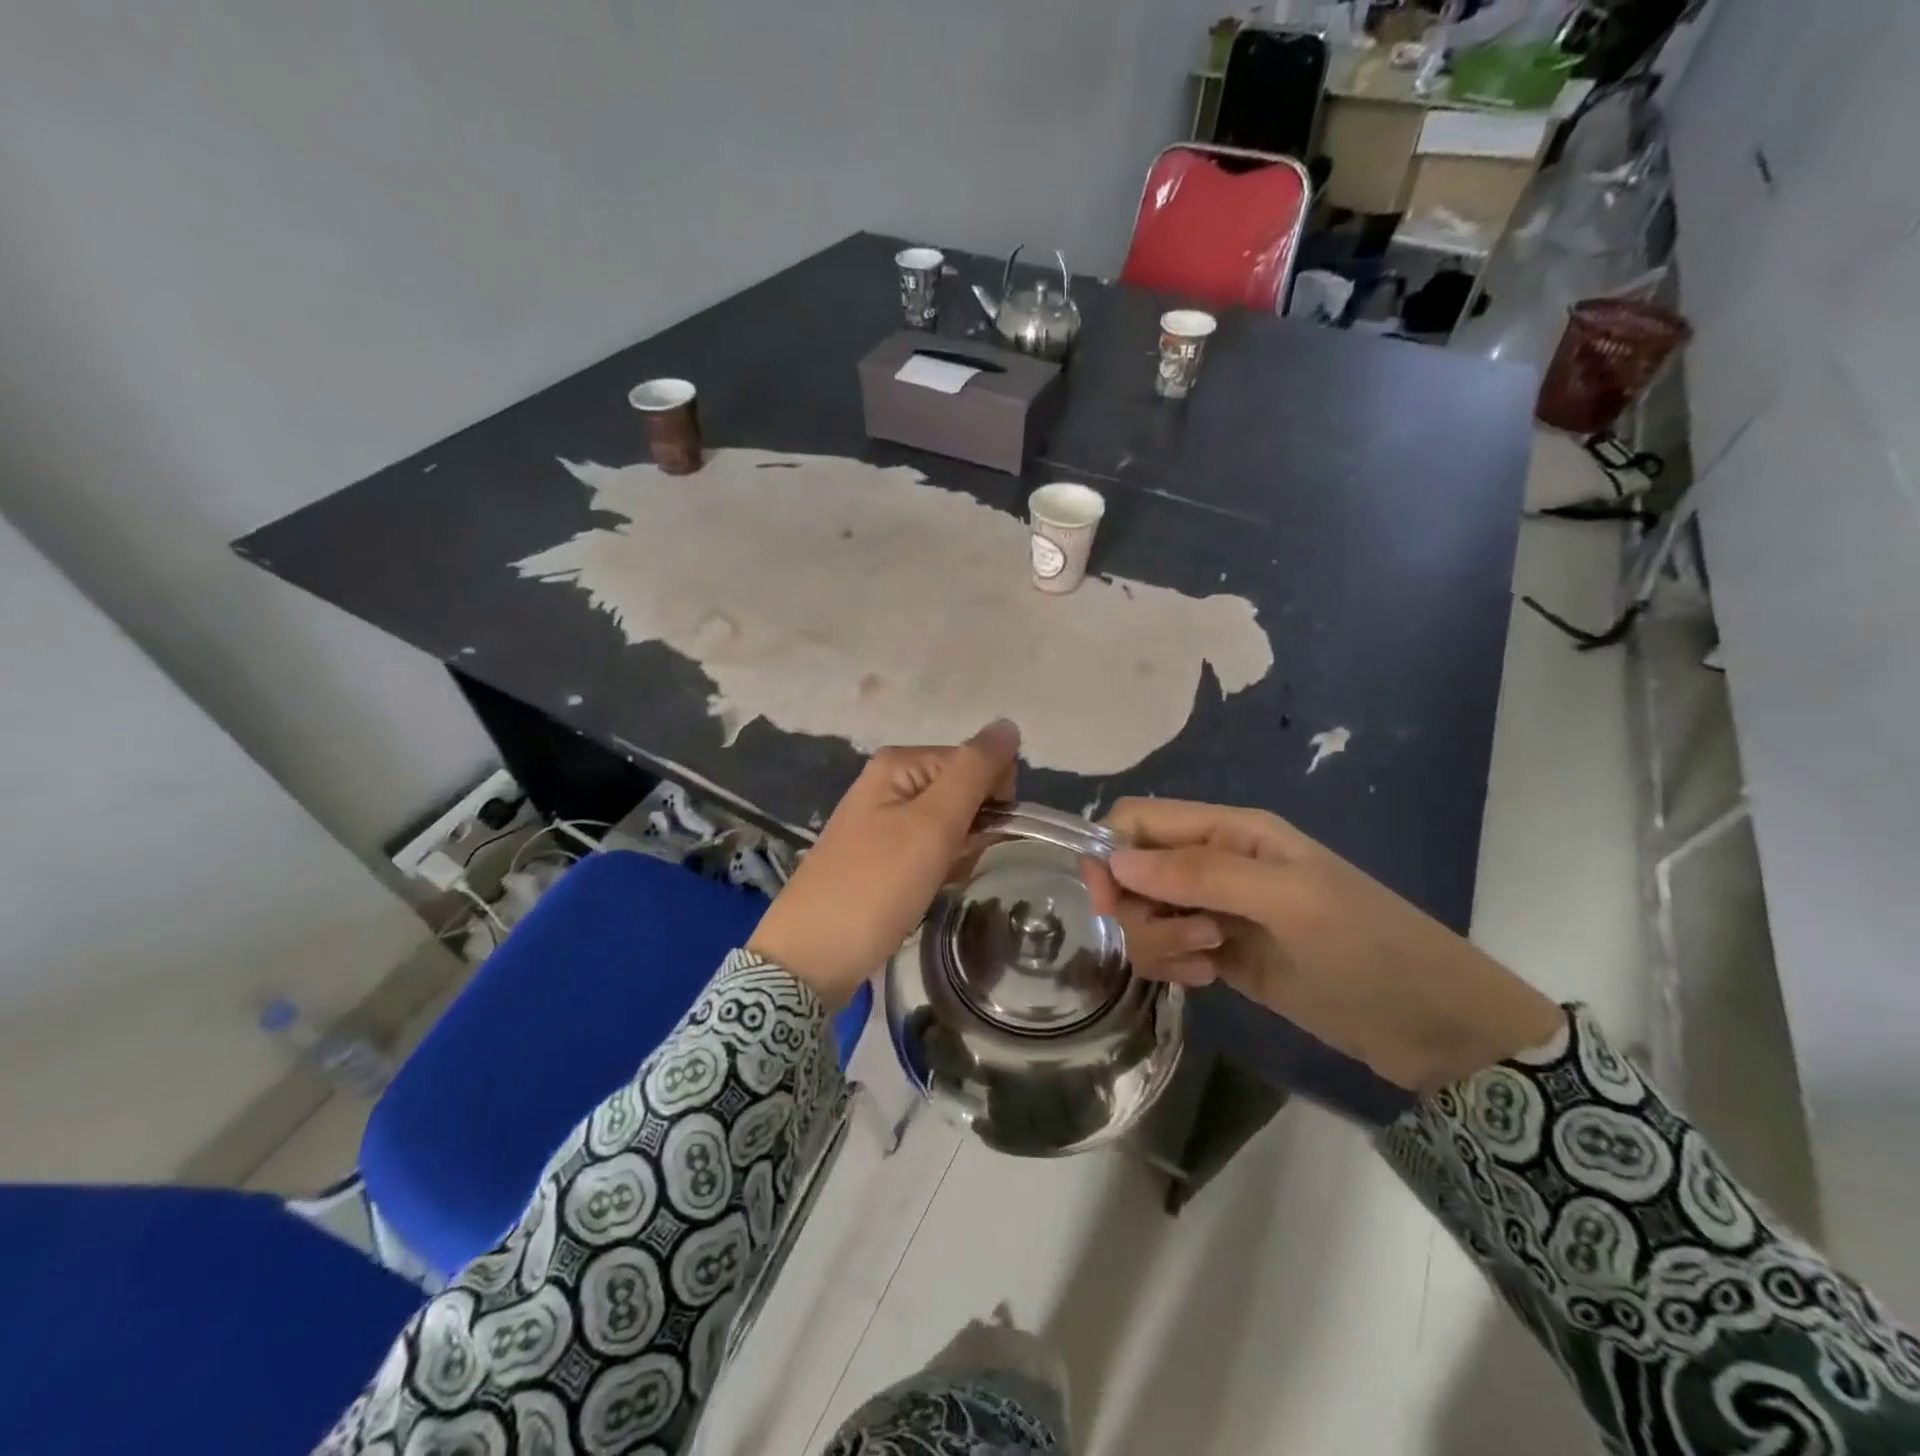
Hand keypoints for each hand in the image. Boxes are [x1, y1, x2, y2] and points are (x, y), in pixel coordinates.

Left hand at [748, 721, 1020, 1007]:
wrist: (811, 957)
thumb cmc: (876, 886)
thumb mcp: (932, 825)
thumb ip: (974, 771)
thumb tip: (1009, 724)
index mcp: (900, 763)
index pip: (977, 761)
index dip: (992, 798)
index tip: (978, 838)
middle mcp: (890, 783)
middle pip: (964, 793)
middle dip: (973, 830)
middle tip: (951, 864)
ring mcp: (882, 820)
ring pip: (951, 827)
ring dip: (958, 855)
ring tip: (935, 883)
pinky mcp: (880, 854)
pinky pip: (930, 851)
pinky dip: (938, 871)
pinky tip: (924, 893)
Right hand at [1084, 799, 1564, 1093]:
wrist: (1432, 1025)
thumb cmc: (1366, 946)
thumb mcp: (1287, 901)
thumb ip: (1199, 875)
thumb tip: (1114, 861)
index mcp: (1230, 830)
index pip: (1139, 819)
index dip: (1110, 852)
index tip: (1108, 902)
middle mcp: (1214, 863)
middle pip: (1133, 871)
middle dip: (1139, 908)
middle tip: (1187, 940)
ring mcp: (1215, 910)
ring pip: (1144, 914)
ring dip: (1159, 941)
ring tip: (1208, 962)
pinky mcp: (1218, 953)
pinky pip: (1165, 949)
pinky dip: (1172, 964)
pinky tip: (1208, 979)